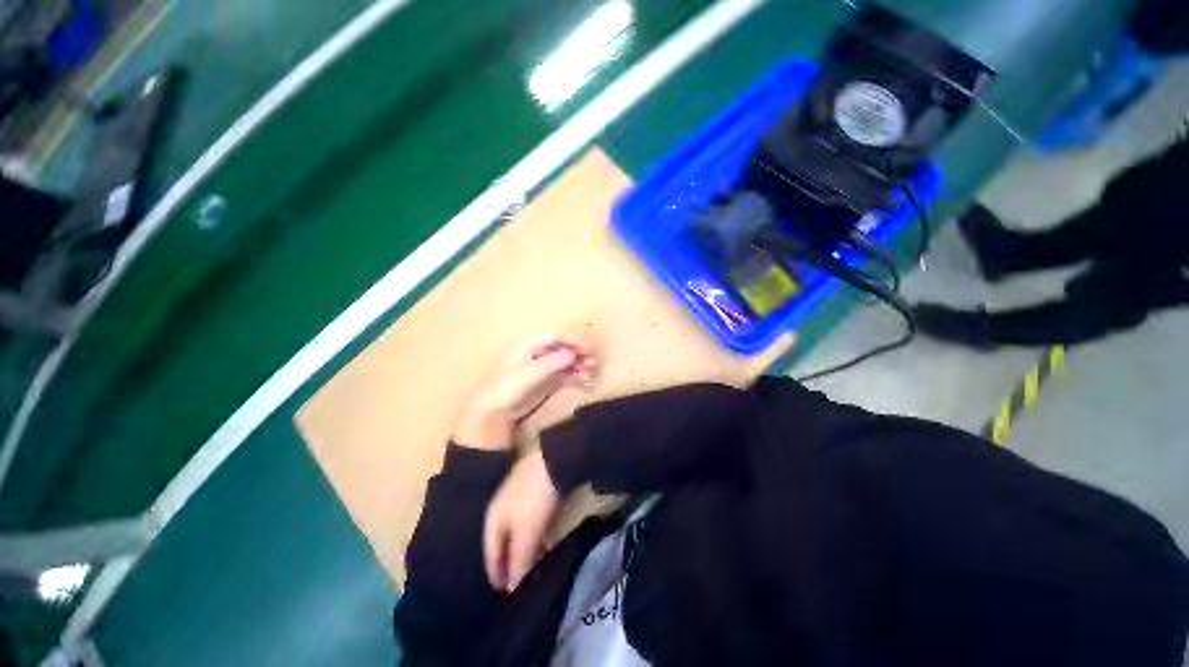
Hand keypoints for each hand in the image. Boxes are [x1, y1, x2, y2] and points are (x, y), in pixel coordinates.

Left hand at [454, 335, 597, 449]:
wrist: (490, 419)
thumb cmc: (503, 393)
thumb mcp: (523, 377)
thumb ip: (548, 364)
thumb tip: (572, 354)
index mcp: (528, 346)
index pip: (556, 336)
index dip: (573, 340)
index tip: (589, 350)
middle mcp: (538, 354)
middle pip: (565, 347)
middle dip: (580, 353)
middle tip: (594, 364)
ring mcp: (544, 369)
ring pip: (569, 361)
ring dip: (582, 365)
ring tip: (592, 375)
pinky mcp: (548, 383)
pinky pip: (568, 375)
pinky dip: (579, 377)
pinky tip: (588, 383)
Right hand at [483, 448, 561, 591]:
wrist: (554, 460)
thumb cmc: (534, 500)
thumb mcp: (525, 534)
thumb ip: (518, 562)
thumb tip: (512, 589)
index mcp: (492, 520)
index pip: (489, 556)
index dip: (497, 576)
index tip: (505, 597)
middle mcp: (500, 508)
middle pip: (502, 543)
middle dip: (511, 564)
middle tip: (521, 586)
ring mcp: (517, 498)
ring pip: (517, 532)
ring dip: (524, 550)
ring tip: (536, 568)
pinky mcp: (533, 491)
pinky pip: (529, 522)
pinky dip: (534, 536)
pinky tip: (545, 542)